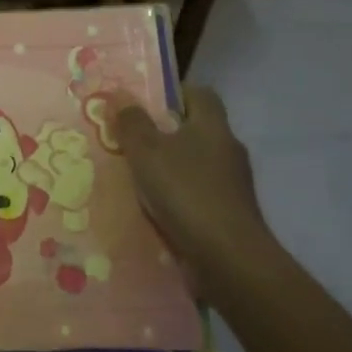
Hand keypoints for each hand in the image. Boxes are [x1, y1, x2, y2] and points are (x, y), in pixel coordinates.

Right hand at [117, 86, 271, 267]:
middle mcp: (228, 150)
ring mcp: (232, 185)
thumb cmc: (186, 192)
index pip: (199, 94)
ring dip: (170, 167)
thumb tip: (119, 92)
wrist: (228, 259)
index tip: (143, 103)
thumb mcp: (147, 151)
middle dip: (164, 133)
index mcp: (213, 126)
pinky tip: (154, 208)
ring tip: (135, 176)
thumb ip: (131, 121)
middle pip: (196, 129)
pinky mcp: (229, 215)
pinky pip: (198, 195)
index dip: (172, 93)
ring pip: (195, 164)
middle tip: (130, 139)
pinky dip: (178, 197)